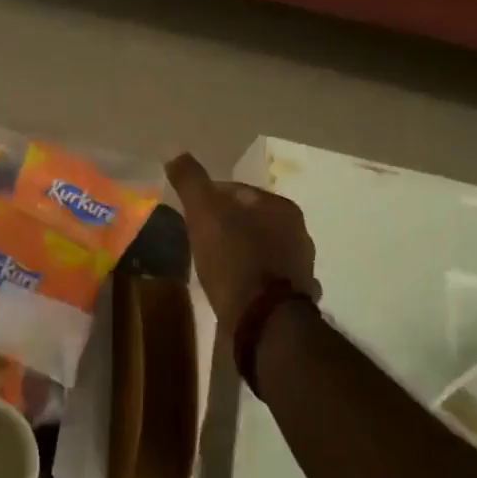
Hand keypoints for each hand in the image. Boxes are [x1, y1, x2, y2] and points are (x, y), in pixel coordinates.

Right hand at [165, 153, 318, 332]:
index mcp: (280, 207)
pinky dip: (252, 279)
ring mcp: (301, 267)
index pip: (236, 191)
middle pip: (250, 220)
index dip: (208, 199)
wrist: (265, 324)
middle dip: (226, 226)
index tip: (188, 215)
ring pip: (261, 249)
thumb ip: (191, 181)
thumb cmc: (234, 260)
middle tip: (198, 240)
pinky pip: (268, 279)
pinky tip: (235, 289)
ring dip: (241, 252)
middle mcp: (298, 232)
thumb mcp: (204, 213)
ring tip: (213, 266)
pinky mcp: (296, 298)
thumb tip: (175, 153)